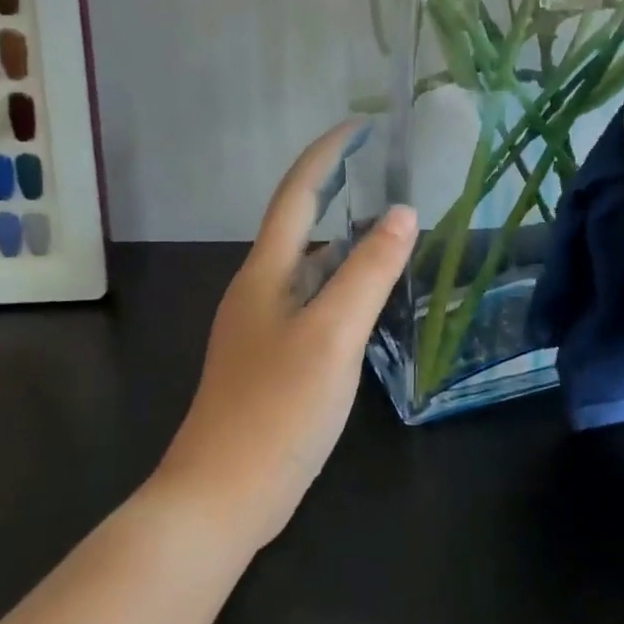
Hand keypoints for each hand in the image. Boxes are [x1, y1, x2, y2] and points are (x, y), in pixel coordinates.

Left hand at [156, 123, 414, 550]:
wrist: (220, 497)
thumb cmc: (277, 408)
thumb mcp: (333, 334)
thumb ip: (369, 272)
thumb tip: (403, 213)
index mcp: (267, 274)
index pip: (297, 195)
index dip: (326, 155)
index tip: (361, 126)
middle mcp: (261, 290)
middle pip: (303, 227)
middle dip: (340, 193)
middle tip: (389, 177)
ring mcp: (264, 328)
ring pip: (311, 270)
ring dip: (347, 245)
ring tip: (393, 233)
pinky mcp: (274, 360)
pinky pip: (315, 304)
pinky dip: (344, 287)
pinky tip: (370, 301)